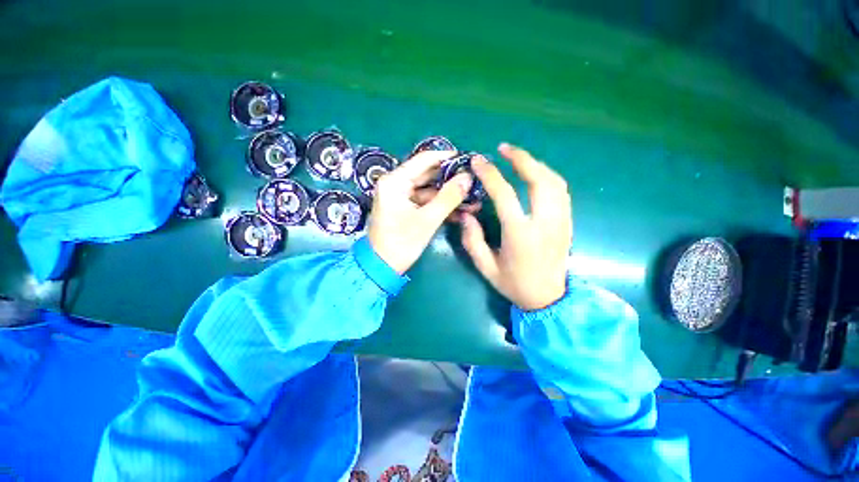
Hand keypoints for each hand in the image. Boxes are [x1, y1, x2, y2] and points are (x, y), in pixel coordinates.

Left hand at [367, 150, 472, 273]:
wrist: (382, 267)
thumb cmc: (401, 243)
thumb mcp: (428, 220)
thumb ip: (449, 197)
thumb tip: (468, 178)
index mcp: (395, 181)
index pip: (424, 160)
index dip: (446, 158)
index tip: (467, 160)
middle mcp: (395, 184)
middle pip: (427, 174)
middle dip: (450, 180)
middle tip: (473, 181)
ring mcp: (400, 196)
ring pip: (428, 189)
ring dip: (448, 195)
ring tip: (471, 198)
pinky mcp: (404, 207)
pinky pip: (425, 201)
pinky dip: (440, 205)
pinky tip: (459, 210)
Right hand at [460, 144, 571, 310]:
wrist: (548, 299)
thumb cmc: (514, 284)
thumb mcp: (486, 267)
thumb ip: (472, 240)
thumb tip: (465, 215)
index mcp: (520, 234)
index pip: (504, 194)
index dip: (490, 174)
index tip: (478, 161)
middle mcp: (545, 223)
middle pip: (539, 179)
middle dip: (521, 158)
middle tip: (504, 148)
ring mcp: (561, 221)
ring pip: (554, 181)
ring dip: (535, 164)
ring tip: (517, 158)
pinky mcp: (567, 222)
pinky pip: (561, 191)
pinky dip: (547, 176)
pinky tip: (535, 175)